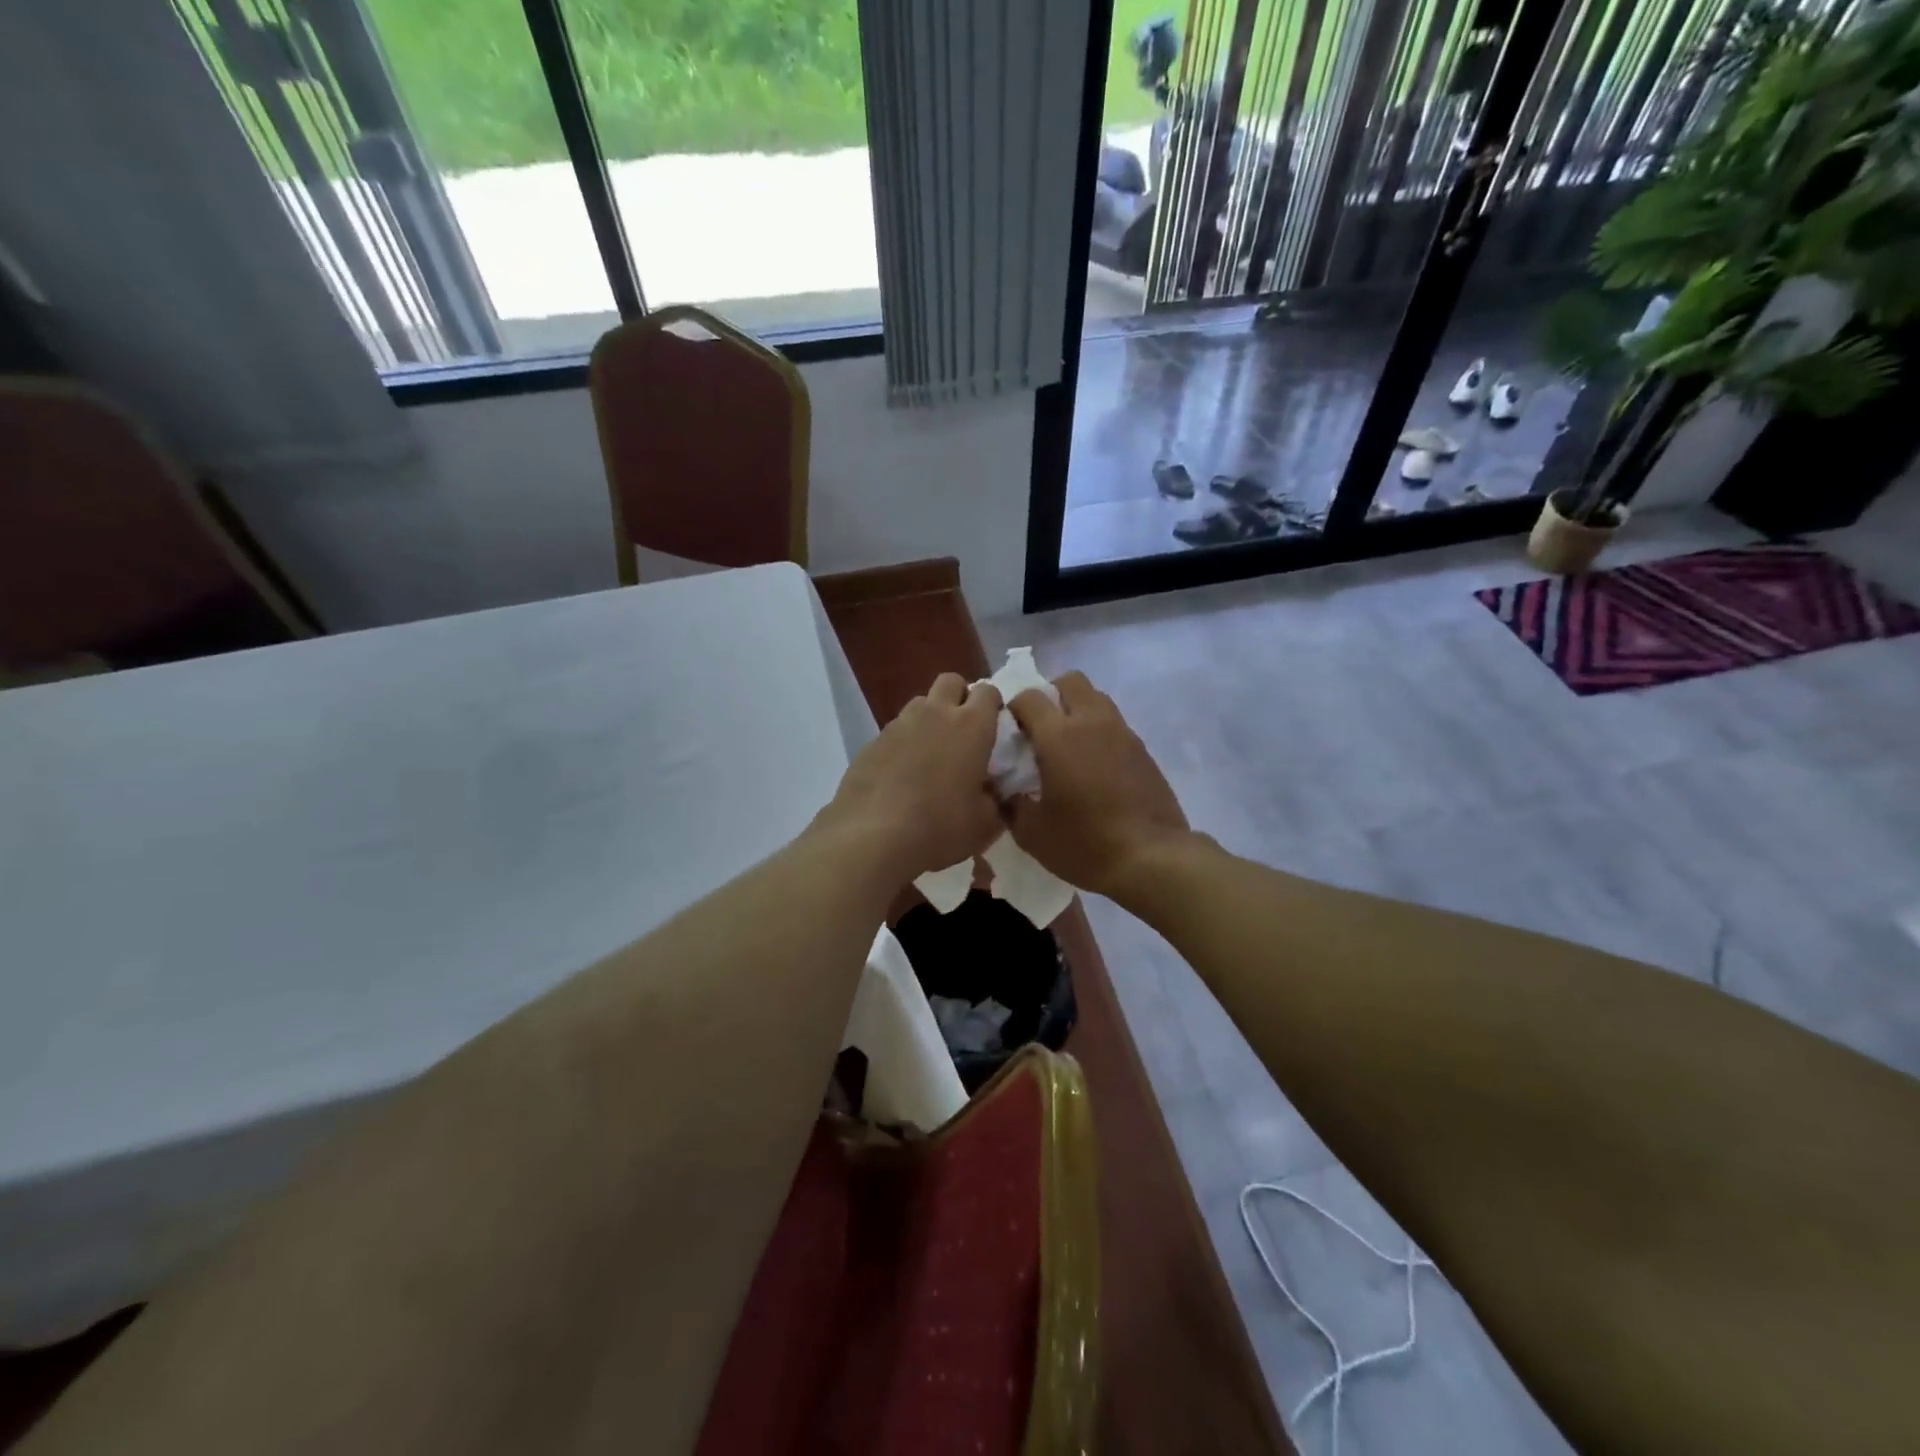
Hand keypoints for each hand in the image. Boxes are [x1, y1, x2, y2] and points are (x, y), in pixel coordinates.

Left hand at [819, 673, 1003, 878]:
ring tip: (931, 754)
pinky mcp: (872, 741)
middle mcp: (935, 714)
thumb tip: (998, 792)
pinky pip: (895, 731)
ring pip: (920, 703)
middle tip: (964, 732)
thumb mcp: (985, 824)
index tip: (995, 730)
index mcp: (972, 726)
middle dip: (960, 697)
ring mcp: (899, 724)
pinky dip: (904, 743)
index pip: (988, 692)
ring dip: (930, 718)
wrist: (872, 836)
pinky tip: (902, 774)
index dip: (993, 706)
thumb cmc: (940, 826)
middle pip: (950, 682)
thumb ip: (998, 801)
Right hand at [1005, 672, 1191, 899]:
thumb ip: (1010, 804)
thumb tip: (1004, 790)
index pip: (1029, 697)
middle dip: (1051, 694)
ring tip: (1068, 746)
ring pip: (1097, 699)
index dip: (1014, 708)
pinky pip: (1115, 725)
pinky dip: (1099, 733)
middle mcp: (1092, 722)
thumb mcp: (1032, 833)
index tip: (1010, 732)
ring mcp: (1123, 733)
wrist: (1151, 858)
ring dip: (1078, 711)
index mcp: (1058, 736)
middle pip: (1070, 681)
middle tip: (1040, 727)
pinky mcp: (1143, 750)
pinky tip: (1094, 768)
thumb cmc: (1084, 843)